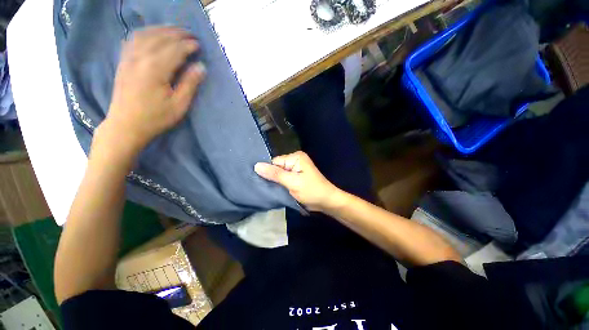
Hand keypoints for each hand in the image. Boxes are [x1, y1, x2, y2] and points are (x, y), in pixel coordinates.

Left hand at [99, 26, 205, 156]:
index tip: (199, 45)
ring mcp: (128, 58)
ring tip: (174, 30)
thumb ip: (190, 84)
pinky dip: (145, 33)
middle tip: (190, 35)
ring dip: (161, 30)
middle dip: (177, 34)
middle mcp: (140, 58)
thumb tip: (201, 67)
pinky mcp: (123, 61)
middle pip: (160, 38)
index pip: (175, 50)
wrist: (126, 125)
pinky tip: (152, 34)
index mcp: (155, 70)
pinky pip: (133, 39)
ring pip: (145, 35)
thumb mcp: (179, 105)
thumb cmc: (156, 117)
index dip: (188, 46)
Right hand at [254, 151, 343, 211]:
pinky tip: (274, 190)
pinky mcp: (296, 177)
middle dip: (271, 177)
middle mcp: (295, 160)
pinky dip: (280, 184)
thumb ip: (275, 174)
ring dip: (275, 182)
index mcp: (295, 157)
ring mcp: (296, 169)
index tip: (258, 181)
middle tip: (262, 187)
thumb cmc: (311, 191)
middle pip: (276, 167)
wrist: (326, 202)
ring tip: (266, 189)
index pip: (275, 162)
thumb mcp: (292, 182)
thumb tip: (256, 165)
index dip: (267, 171)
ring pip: (279, 174)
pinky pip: (284, 179)